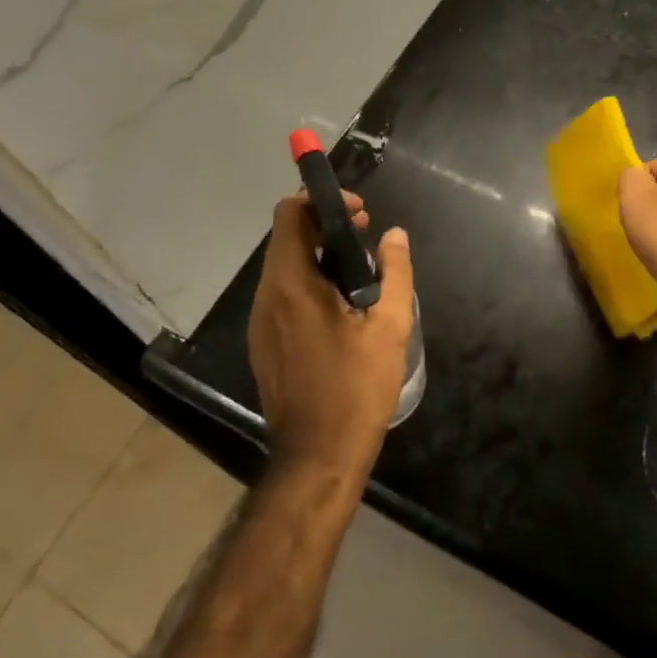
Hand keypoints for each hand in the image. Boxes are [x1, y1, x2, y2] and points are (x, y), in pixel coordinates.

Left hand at [248, 191, 415, 485]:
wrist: (318, 456)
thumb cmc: (356, 388)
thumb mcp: (389, 327)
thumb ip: (395, 272)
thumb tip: (395, 235)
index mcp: (291, 284)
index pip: (290, 214)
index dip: (322, 201)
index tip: (360, 212)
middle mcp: (267, 296)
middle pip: (286, 237)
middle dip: (325, 224)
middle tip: (366, 233)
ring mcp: (261, 322)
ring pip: (284, 266)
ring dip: (318, 253)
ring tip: (360, 270)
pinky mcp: (264, 343)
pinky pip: (282, 294)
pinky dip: (308, 281)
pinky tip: (340, 305)